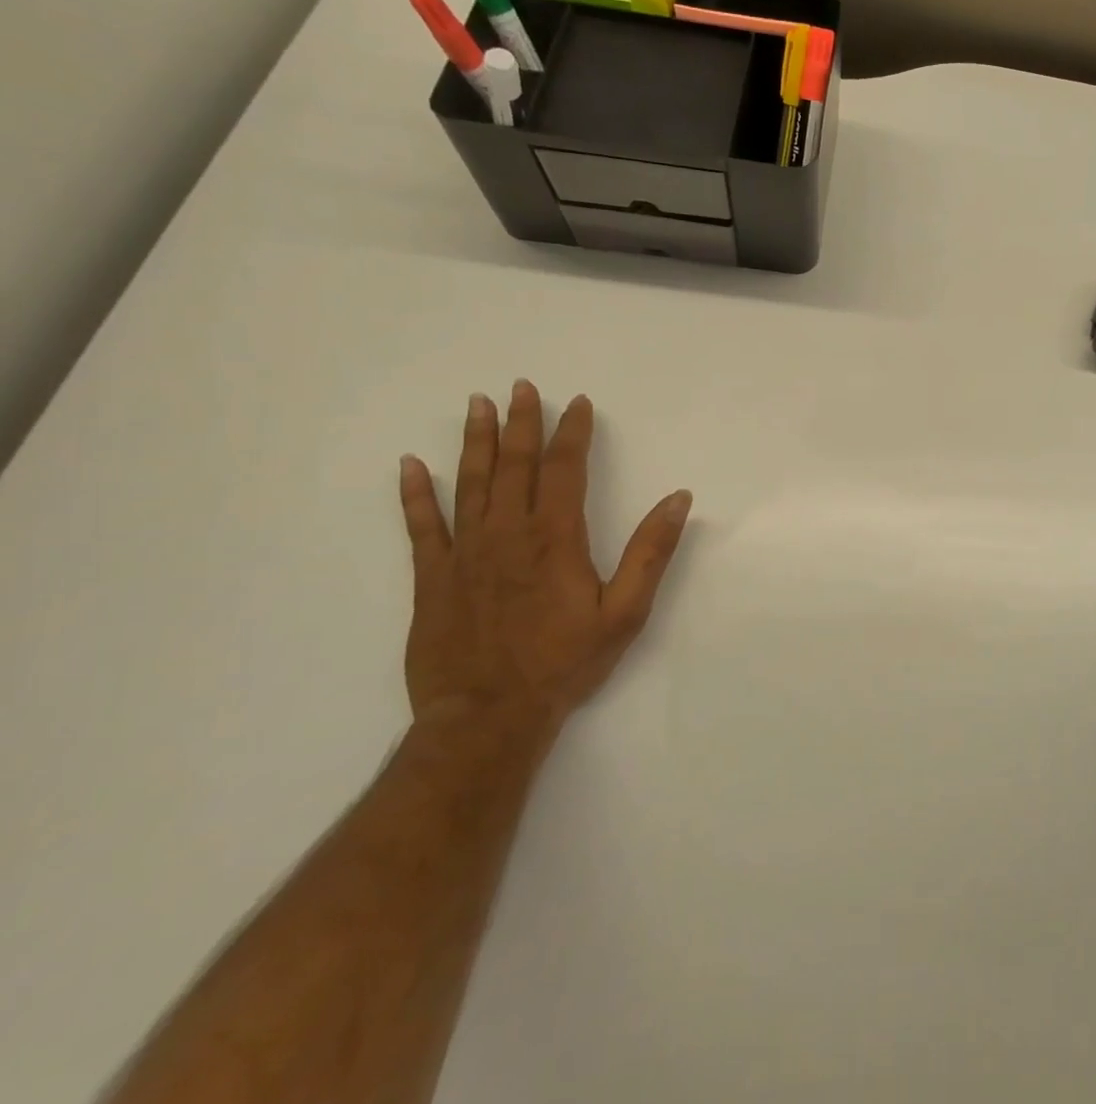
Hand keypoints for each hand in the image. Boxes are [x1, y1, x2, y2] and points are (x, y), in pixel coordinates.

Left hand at [397, 380, 691, 736]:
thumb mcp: (625, 612)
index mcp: (555, 538)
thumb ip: (650, 552)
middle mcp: (507, 533)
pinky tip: (410, 465)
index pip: (565, 469)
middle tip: (520, 387)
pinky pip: (421, 526)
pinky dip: (415, 494)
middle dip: (521, 423)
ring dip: (474, 441)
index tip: (577, 404)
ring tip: (476, 405)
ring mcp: (465, 553)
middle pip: (514, 465)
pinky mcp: (433, 578)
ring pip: (469, 483)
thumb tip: (677, 499)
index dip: (572, 433)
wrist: (488, 716)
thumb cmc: (565, 663)